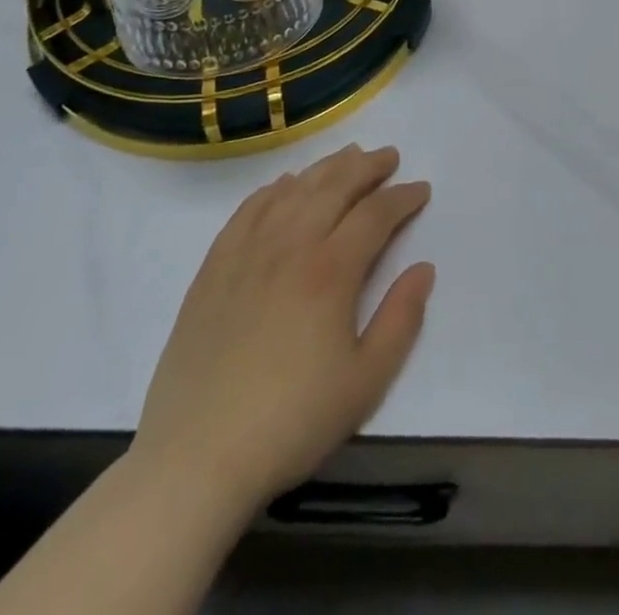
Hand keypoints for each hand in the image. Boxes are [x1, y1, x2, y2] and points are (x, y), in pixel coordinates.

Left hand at [131, 144, 433, 510]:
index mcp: (330, 271)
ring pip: (293, 190)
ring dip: (325, 168)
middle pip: (334, 186)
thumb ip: (402, 319)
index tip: (421, 190)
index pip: (375, 214)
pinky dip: (273, 189)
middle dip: (367, 167)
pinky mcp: (213, 270)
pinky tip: (285, 186)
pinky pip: (248, 210)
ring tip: (347, 158)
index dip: (403, 197)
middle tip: (389, 157)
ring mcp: (246, 254)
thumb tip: (423, 268)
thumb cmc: (291, 422)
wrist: (195, 461)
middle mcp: (290, 247)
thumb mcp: (366, 381)